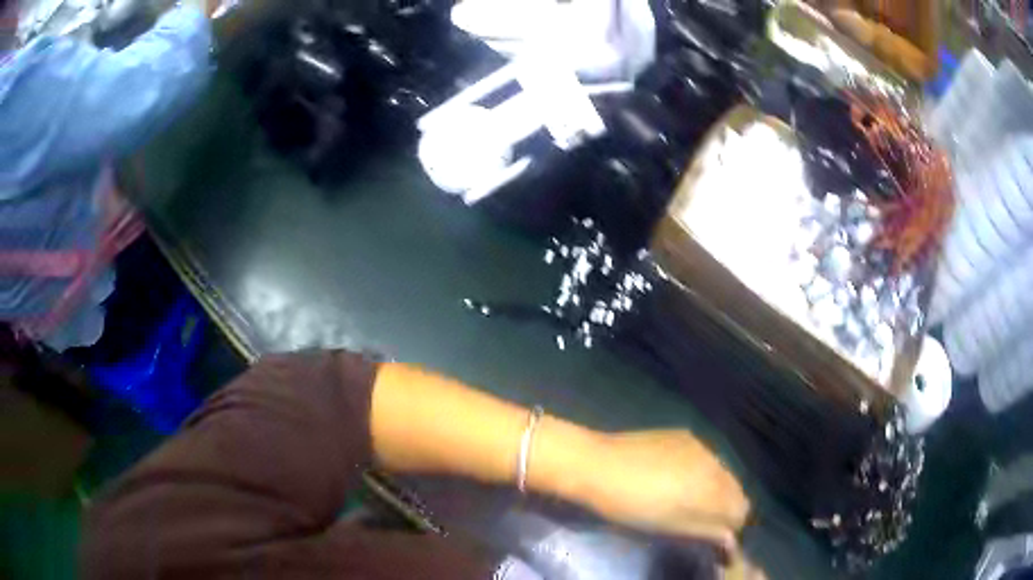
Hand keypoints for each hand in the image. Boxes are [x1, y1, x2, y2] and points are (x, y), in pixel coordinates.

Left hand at [581, 430, 749, 549]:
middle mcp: (716, 463)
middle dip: (726, 506)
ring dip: (715, 487)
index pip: (742, 510)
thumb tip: (731, 539)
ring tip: (690, 499)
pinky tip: (678, 477)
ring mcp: (701, 446)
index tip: (716, 536)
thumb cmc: (631, 507)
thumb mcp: (670, 527)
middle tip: (703, 520)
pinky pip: (706, 456)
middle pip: (736, 489)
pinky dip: (701, 470)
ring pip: (722, 471)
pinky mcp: (685, 435)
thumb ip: (707, 531)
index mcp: (714, 490)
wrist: (599, 465)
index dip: (732, 526)